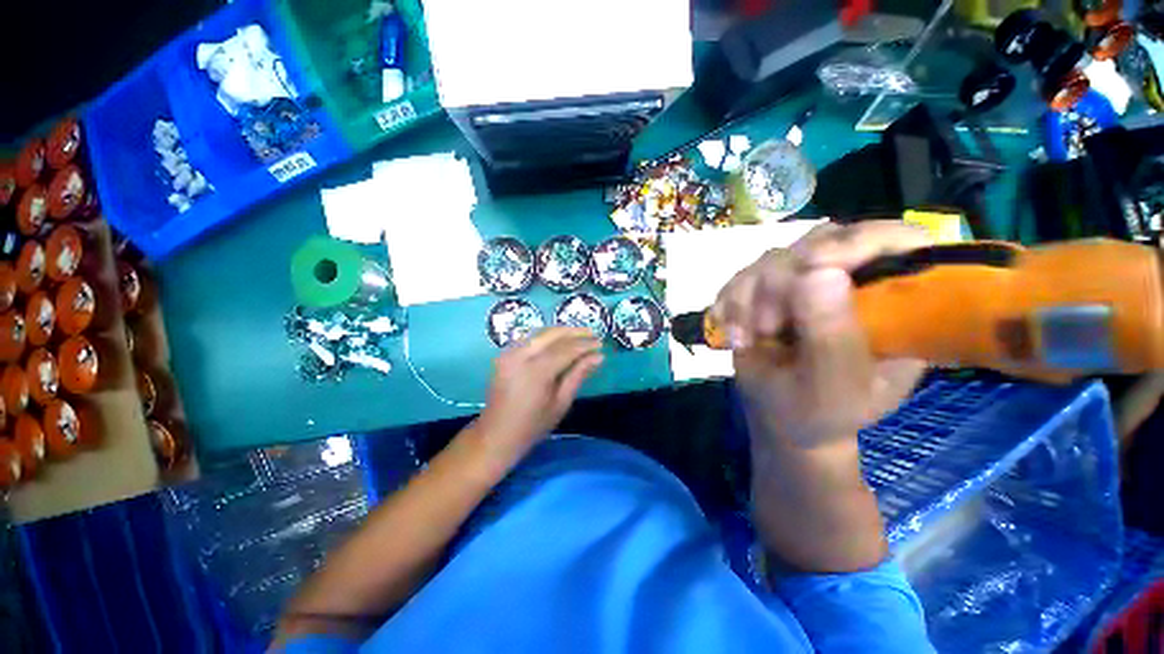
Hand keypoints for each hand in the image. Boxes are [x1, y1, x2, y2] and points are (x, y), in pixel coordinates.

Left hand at [476, 327, 603, 455]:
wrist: (496, 433)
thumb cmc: (533, 425)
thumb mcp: (561, 403)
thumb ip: (578, 375)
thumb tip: (598, 356)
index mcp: (536, 372)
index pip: (566, 349)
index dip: (585, 345)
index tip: (601, 344)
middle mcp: (521, 356)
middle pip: (552, 334)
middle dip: (575, 332)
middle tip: (593, 334)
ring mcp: (510, 353)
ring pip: (541, 333)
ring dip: (562, 332)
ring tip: (580, 334)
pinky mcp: (505, 354)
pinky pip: (530, 338)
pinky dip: (547, 336)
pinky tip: (560, 340)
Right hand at [713, 221, 930, 448]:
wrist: (777, 416)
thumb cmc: (818, 413)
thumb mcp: (832, 389)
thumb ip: (832, 338)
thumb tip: (820, 273)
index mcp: (896, 305)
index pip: (898, 242)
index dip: (860, 241)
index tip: (813, 266)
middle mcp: (854, 282)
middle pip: (821, 242)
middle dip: (780, 284)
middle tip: (766, 327)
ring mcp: (807, 282)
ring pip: (774, 258)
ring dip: (747, 298)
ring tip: (743, 340)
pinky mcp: (770, 288)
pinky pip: (742, 275)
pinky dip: (728, 303)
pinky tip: (731, 333)